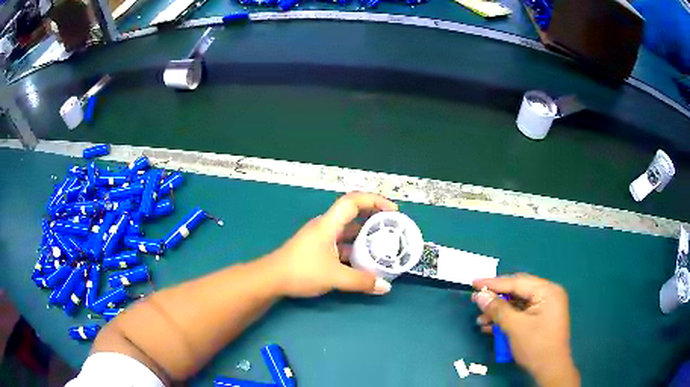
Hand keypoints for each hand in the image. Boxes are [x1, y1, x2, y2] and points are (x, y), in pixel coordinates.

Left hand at [270, 192, 397, 297]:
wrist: (271, 279)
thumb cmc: (301, 271)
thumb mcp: (334, 277)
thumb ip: (361, 281)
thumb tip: (385, 287)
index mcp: (328, 224)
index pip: (353, 201)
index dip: (374, 200)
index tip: (392, 211)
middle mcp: (326, 226)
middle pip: (353, 214)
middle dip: (374, 218)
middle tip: (392, 227)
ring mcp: (321, 238)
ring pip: (347, 231)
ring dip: (365, 236)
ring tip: (384, 244)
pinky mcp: (318, 249)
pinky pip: (341, 244)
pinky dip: (355, 249)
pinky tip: (365, 261)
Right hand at [472, 274, 579, 386]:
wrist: (550, 369)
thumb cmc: (536, 346)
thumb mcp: (515, 327)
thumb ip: (498, 309)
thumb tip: (480, 296)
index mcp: (547, 291)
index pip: (517, 282)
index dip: (494, 283)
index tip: (474, 283)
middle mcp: (548, 294)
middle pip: (518, 291)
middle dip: (496, 299)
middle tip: (477, 301)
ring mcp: (546, 307)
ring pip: (518, 304)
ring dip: (500, 312)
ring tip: (481, 320)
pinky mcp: (541, 318)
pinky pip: (522, 313)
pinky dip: (508, 319)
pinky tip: (492, 327)